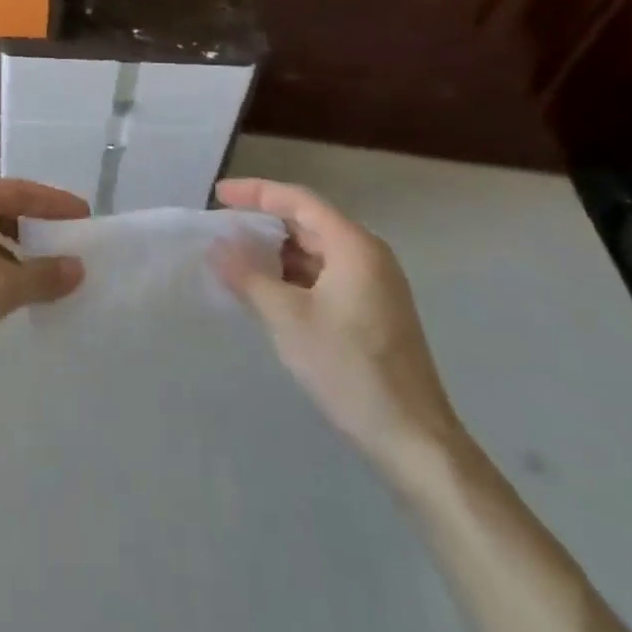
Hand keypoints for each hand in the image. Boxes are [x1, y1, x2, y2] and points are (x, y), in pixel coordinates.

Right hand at [214, 178, 462, 468]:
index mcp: (353, 245)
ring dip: (277, 253)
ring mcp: (374, 284)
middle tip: (222, 229)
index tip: (218, 196)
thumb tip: (217, 247)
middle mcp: (368, 255)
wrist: (414, 440)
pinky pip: (325, 276)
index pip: (297, 200)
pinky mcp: (373, 311)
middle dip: (263, 224)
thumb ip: (249, 277)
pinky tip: (268, 292)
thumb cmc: (350, 369)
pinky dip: (293, 277)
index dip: (255, 192)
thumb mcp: (288, 319)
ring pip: (316, 252)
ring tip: (236, 260)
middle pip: (308, 223)